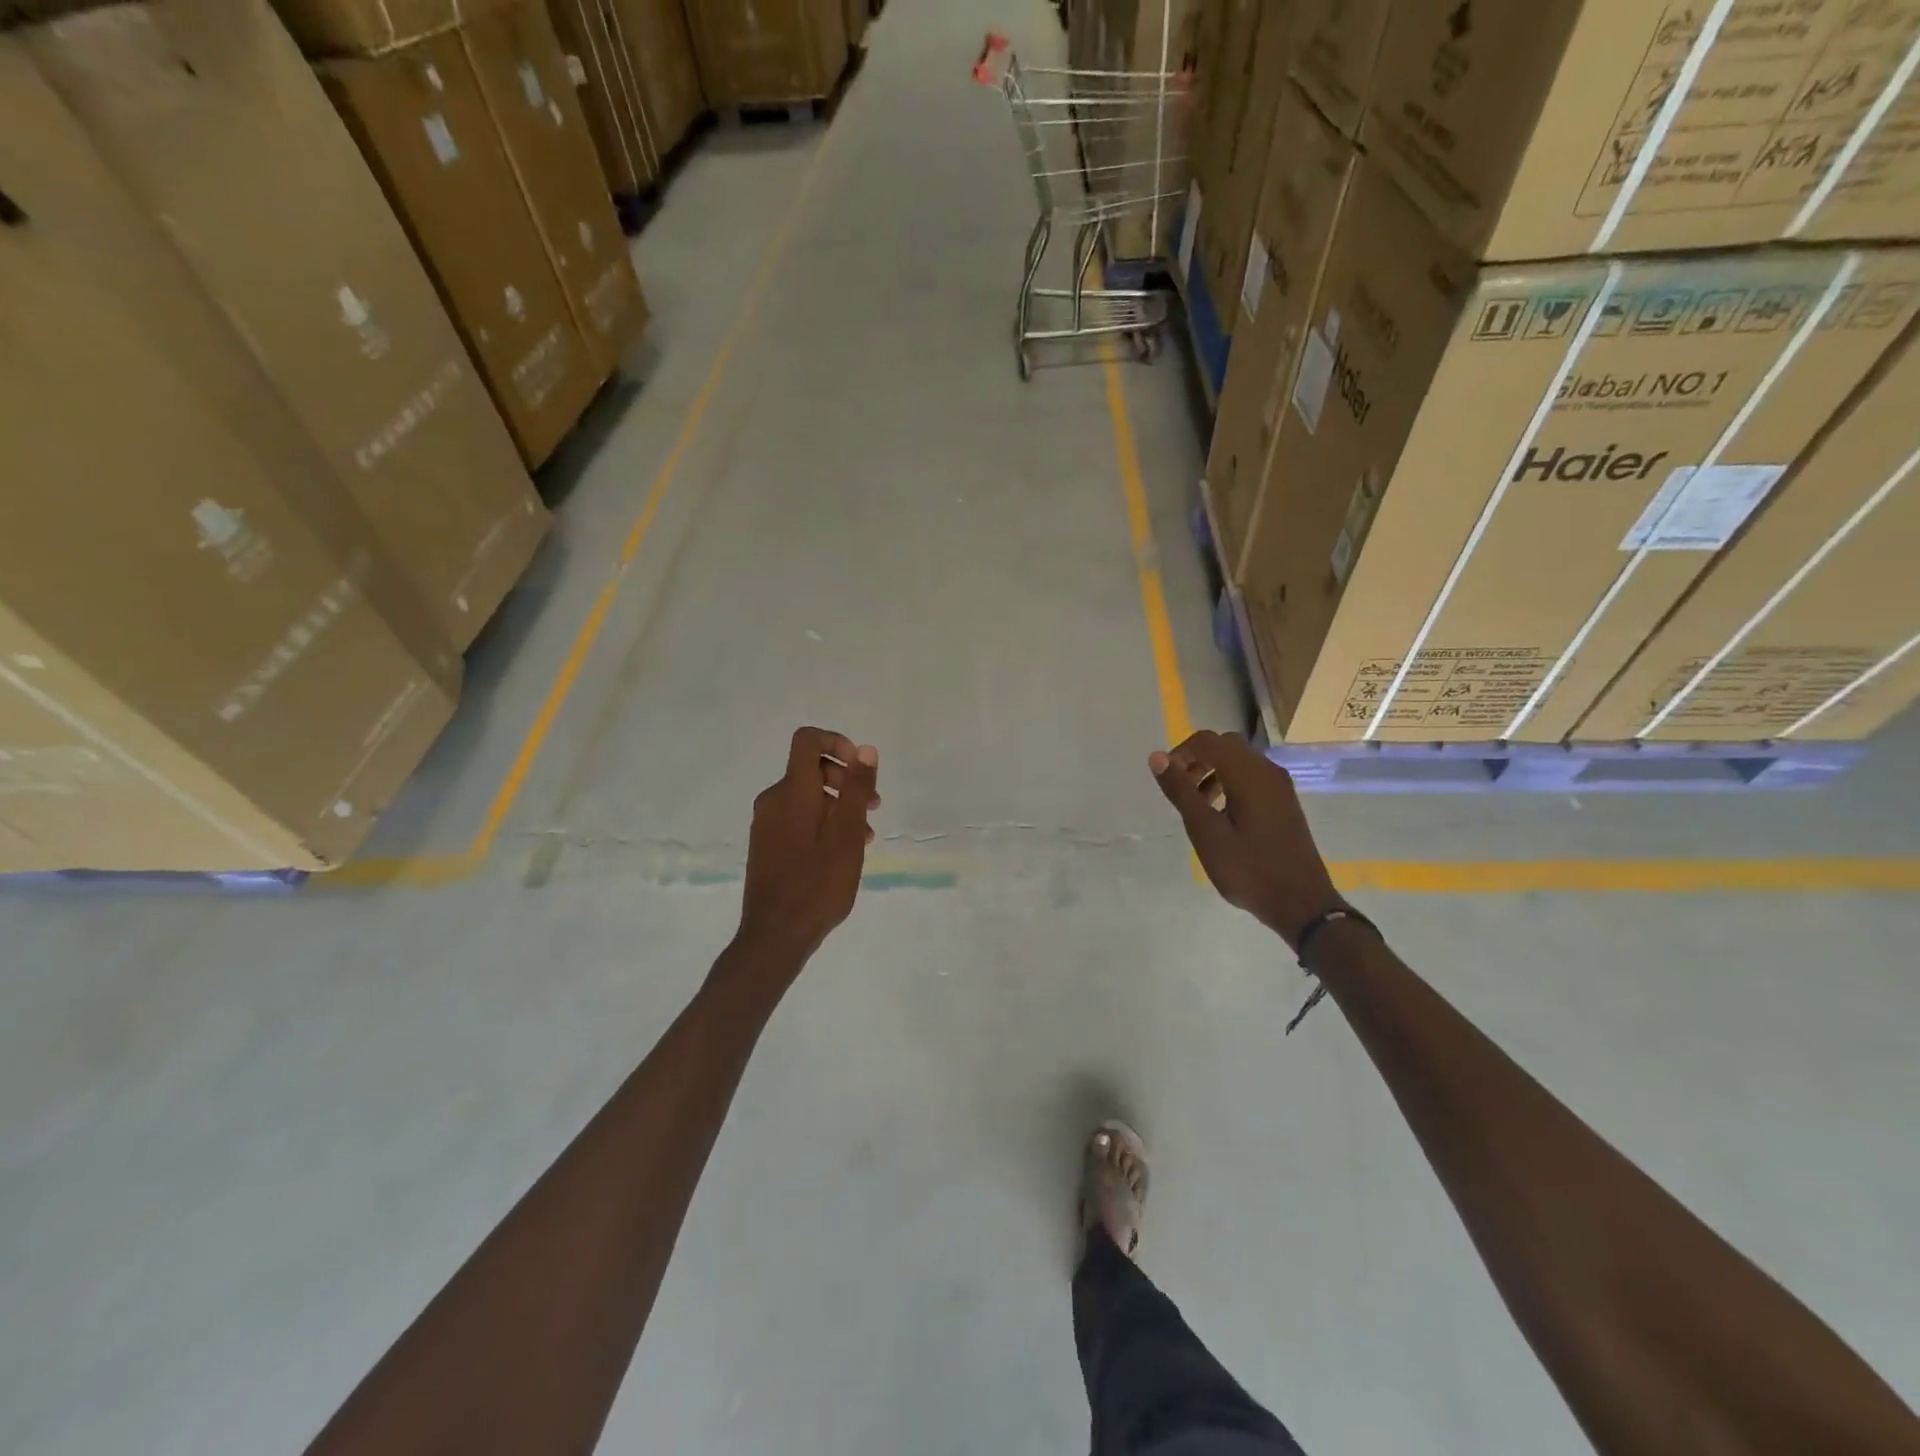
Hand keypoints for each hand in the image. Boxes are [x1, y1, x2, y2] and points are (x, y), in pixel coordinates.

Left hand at [736, 727, 879, 965]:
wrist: (775, 935)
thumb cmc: (817, 884)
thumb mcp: (847, 835)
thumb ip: (856, 789)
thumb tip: (865, 749)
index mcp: (792, 792)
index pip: (807, 740)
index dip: (836, 742)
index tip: (860, 769)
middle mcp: (773, 800)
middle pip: (810, 768)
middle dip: (846, 780)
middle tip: (873, 808)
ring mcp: (766, 823)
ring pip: (807, 796)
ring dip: (838, 805)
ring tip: (865, 836)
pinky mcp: (766, 844)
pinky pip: (797, 817)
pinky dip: (822, 822)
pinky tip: (841, 851)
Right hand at [1150, 730, 1341, 948]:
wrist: (1301, 902)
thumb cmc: (1248, 868)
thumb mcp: (1206, 831)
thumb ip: (1181, 791)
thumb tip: (1157, 757)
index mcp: (1248, 774)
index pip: (1207, 741)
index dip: (1181, 752)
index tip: (1167, 780)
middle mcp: (1267, 771)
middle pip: (1225, 746)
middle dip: (1197, 759)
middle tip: (1181, 790)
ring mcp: (1280, 786)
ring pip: (1239, 761)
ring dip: (1212, 771)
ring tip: (1198, 805)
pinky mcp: (1284, 802)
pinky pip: (1252, 777)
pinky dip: (1230, 783)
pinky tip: (1222, 814)